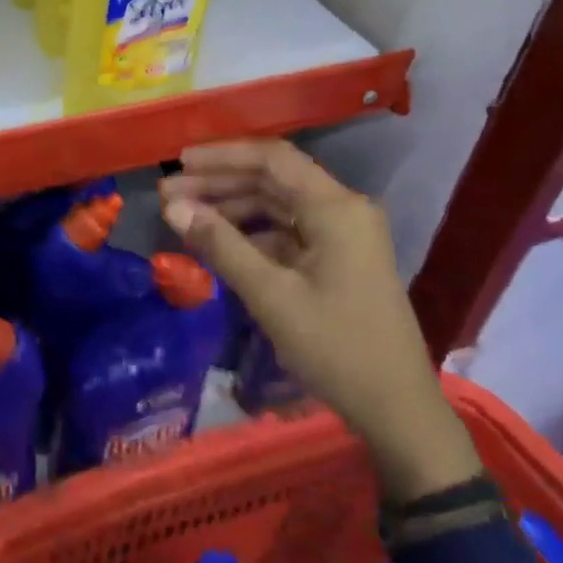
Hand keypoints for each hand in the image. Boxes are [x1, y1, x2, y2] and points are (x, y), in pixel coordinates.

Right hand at [158, 140, 480, 503]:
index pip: (272, 159)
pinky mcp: (337, 261)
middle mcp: (342, 211)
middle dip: (219, 184)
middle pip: (273, 180)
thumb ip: (221, 245)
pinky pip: (287, 233)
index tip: (178, 163)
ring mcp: (342, 236)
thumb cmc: (335, 346)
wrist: (394, 406)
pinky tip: (217, 245)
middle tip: (168, 196)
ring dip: (232, 208)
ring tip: (184, 218)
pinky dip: (251, 234)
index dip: (222, 156)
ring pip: (278, 206)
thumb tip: (173, 208)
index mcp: (336, 208)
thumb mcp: (271, 295)